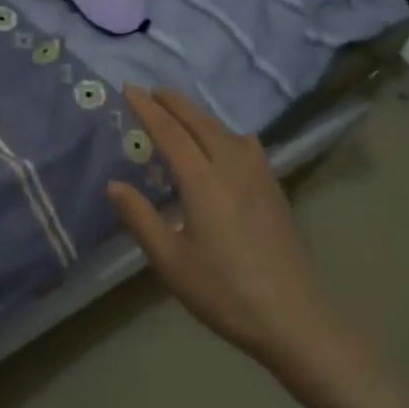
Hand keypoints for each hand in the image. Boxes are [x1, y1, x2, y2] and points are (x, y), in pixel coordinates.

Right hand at [107, 86, 358, 389]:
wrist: (294, 318)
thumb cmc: (224, 291)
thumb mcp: (170, 260)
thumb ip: (140, 218)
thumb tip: (114, 184)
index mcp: (202, 180)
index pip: (169, 132)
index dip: (147, 108)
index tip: (129, 88)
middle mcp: (231, 167)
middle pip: (199, 122)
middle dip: (174, 103)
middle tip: (152, 91)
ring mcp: (259, 176)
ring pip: (225, 130)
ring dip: (199, 115)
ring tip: (182, 114)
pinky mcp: (275, 190)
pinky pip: (246, 145)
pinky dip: (225, 132)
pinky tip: (227, 145)